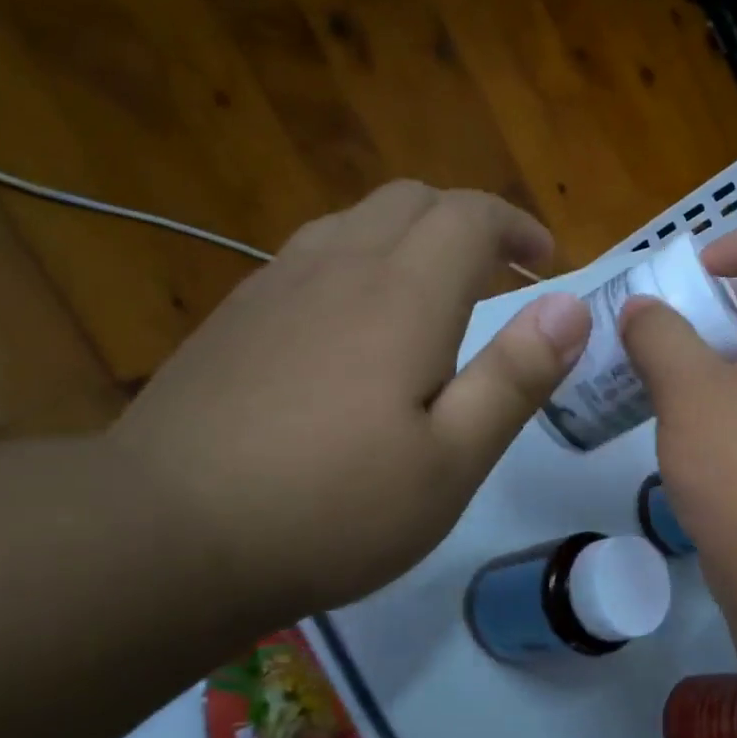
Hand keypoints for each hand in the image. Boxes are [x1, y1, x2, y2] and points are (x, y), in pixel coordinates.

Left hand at [110, 181, 590, 614]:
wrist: (165, 536)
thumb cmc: (333, 508)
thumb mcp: (452, 461)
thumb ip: (515, 377)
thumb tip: (571, 307)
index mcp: (401, 296)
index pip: (469, 216)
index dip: (515, 227)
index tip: (545, 262)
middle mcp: (336, 267)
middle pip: (409, 201)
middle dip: (467, 223)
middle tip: (500, 275)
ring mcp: (273, 287)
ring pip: (355, 222)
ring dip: (411, 238)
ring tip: (436, 295)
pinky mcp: (234, 319)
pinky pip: (312, 257)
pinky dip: (360, 263)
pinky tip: (357, 328)